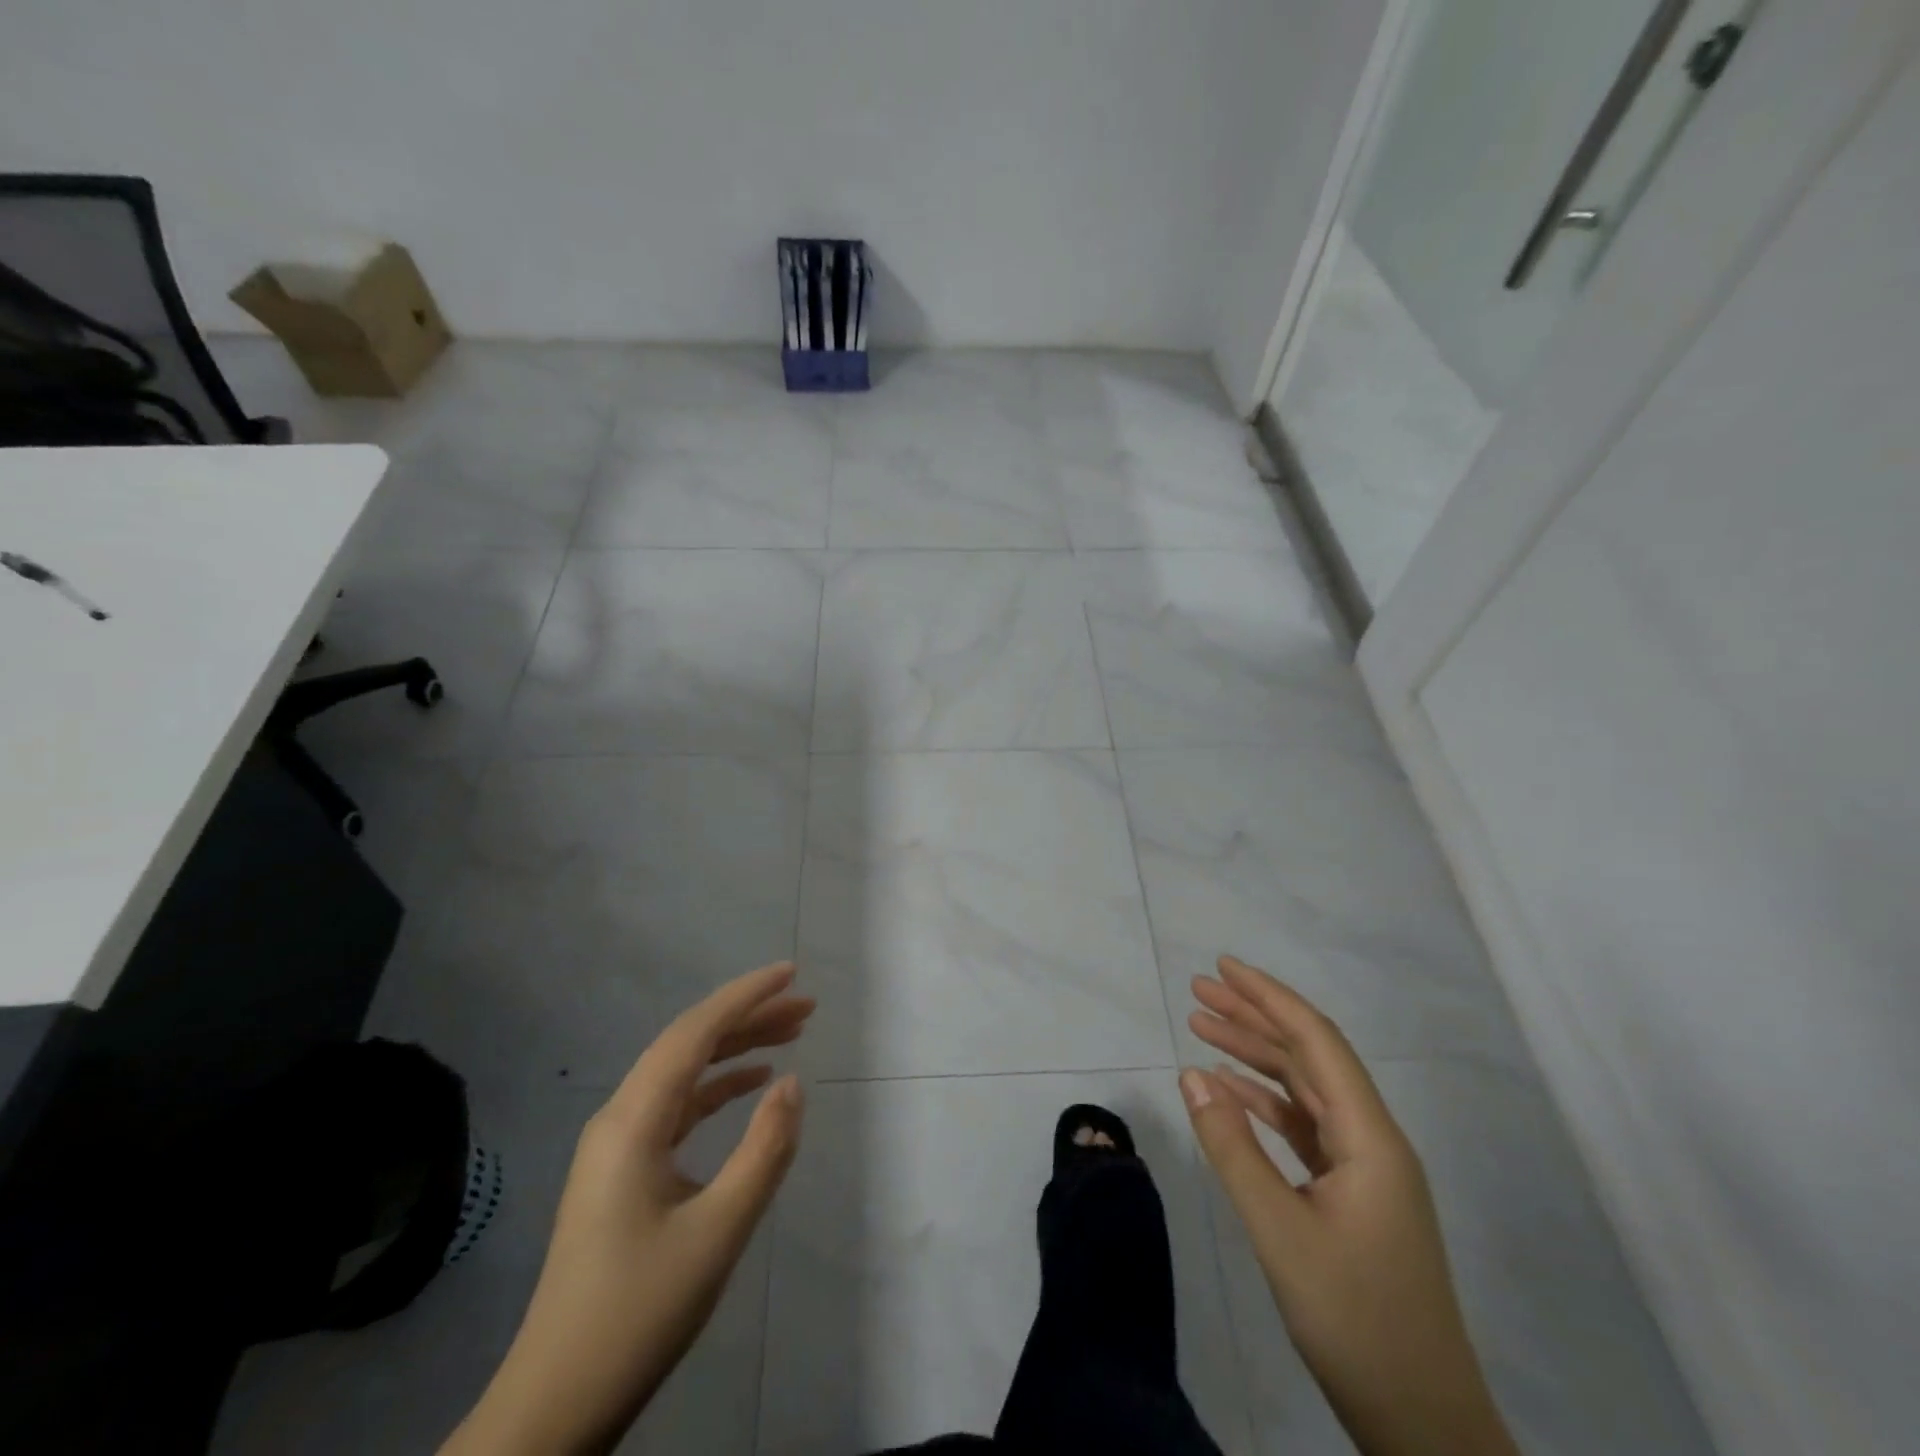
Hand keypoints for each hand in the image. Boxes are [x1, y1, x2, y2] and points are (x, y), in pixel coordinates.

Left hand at [443, 962, 813, 1455]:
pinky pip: (676, 1106)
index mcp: (633, 1122)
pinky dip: (718, 1087)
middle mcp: (620, 1118)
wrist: (555, 1406)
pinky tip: (751, 1085)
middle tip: (806, 1006)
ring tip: (792, 1034)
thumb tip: (792, 1082)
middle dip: (748, 1018)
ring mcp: (617, 1145)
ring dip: (736, 1049)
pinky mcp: (623, 1171)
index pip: (694, 1033)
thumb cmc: (637, 1313)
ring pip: (684, 1073)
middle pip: (689, 1044)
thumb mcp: (718, 1232)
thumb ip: (763, 1150)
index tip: (791, 973)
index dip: (744, 996)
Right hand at [1180, 956, 1516, 1455]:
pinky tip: (1228, 1091)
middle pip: (1309, 1056)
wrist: (1423, 1425)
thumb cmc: (1355, 1321)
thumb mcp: (1279, 1230)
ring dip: (1255, 1056)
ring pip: (1304, 1089)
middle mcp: (1372, 1140)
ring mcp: (1364, 1169)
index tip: (1222, 967)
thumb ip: (1232, 1147)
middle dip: (1254, 1017)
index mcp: (1371, 1138)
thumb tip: (1191, 1073)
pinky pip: (1303, 1127)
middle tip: (1199, 990)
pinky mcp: (1350, 1195)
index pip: (1316, 1041)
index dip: (1269, 997)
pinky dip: (1263, 1102)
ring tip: (1202, 1027)